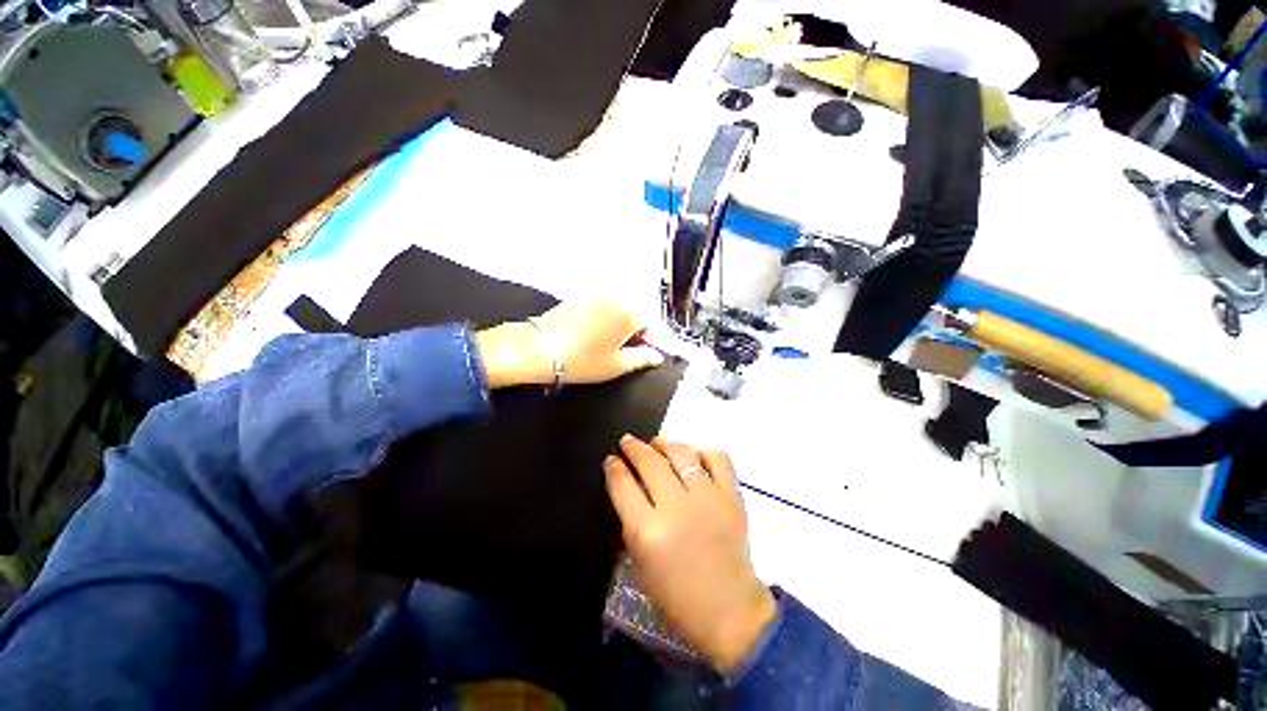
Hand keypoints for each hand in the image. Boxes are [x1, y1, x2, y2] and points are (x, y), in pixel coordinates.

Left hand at [476, 301, 663, 388]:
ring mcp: (594, 297)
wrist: (540, 350)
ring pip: (615, 309)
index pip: (650, 322)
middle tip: (620, 349)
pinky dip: (599, 318)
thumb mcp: (617, 365)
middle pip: (633, 312)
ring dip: (615, 322)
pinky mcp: (577, 299)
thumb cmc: (583, 360)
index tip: (641, 350)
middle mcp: (614, 300)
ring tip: (603, 342)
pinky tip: (587, 334)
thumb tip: (657, 356)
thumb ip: (642, 359)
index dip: (648, 338)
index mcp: (629, 314)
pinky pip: (597, 307)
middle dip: (632, 328)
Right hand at [604, 436, 776, 673]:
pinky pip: (718, 459)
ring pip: (681, 454)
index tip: (612, 460)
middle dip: (634, 448)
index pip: (623, 485)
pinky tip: (692, 455)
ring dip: (664, 444)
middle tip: (627, 442)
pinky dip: (703, 452)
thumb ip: (631, 520)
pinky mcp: (731, 496)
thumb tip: (627, 485)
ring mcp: (707, 498)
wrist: (729, 610)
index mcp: (648, 532)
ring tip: (656, 443)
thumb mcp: (640, 562)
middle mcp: (677, 508)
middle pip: (649, 462)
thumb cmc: (677, 597)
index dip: (614, 468)